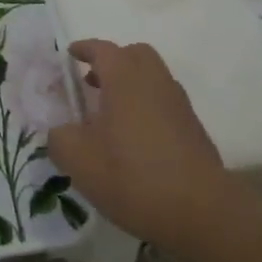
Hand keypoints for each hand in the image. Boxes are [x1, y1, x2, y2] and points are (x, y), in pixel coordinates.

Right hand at [46, 39, 236, 253]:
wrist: (200, 212)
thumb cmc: (132, 177)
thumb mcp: (78, 160)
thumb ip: (60, 138)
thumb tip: (61, 131)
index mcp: (125, 80)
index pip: (103, 50)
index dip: (85, 49)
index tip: (70, 54)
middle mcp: (155, 83)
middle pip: (136, 55)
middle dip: (112, 61)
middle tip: (92, 81)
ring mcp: (179, 105)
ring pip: (153, 78)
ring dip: (130, 84)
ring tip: (108, 113)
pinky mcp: (193, 129)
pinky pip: (164, 102)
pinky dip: (146, 105)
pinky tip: (132, 137)